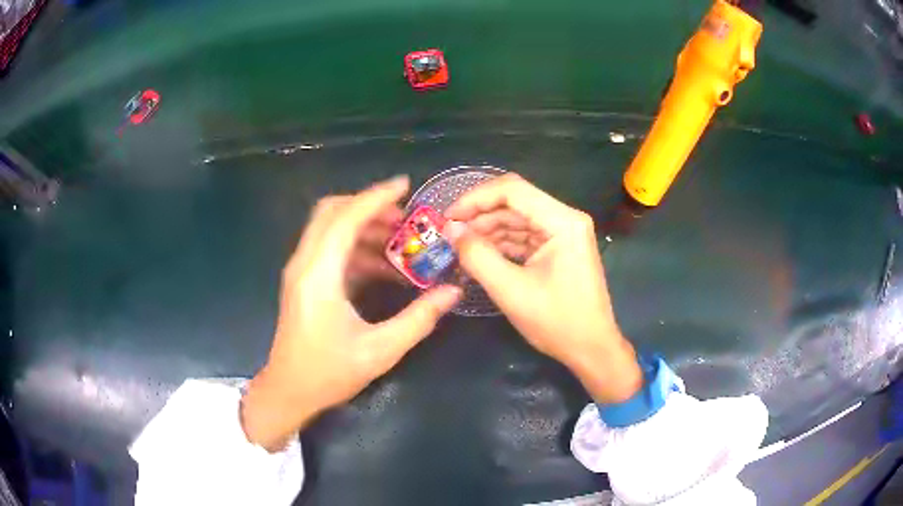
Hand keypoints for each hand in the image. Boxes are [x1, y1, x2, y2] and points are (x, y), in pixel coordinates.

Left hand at [242, 176, 461, 450]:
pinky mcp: (303, 281)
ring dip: (363, 227)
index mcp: (319, 275)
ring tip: (400, 242)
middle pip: (331, 212)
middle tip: (404, 219)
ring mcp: (301, 271)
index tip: (405, 185)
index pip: (346, 219)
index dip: (376, 197)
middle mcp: (305, 264)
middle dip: (368, 207)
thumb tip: (453, 291)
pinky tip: (384, 267)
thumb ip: (419, 319)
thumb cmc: (329, 373)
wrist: (289, 391)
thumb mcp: (380, 350)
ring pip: (329, 228)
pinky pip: (329, 249)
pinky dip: (356, 248)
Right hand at [444, 174, 641, 403]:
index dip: (475, 198)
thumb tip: (450, 230)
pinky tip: (479, 255)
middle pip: (514, 202)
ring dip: (487, 231)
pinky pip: (524, 237)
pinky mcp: (558, 249)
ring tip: (459, 247)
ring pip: (517, 219)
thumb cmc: (557, 322)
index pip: (513, 190)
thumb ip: (477, 256)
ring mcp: (563, 234)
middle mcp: (566, 219)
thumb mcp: (511, 290)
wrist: (591, 349)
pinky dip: (501, 244)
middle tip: (448, 234)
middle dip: (479, 216)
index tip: (447, 217)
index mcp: (563, 221)